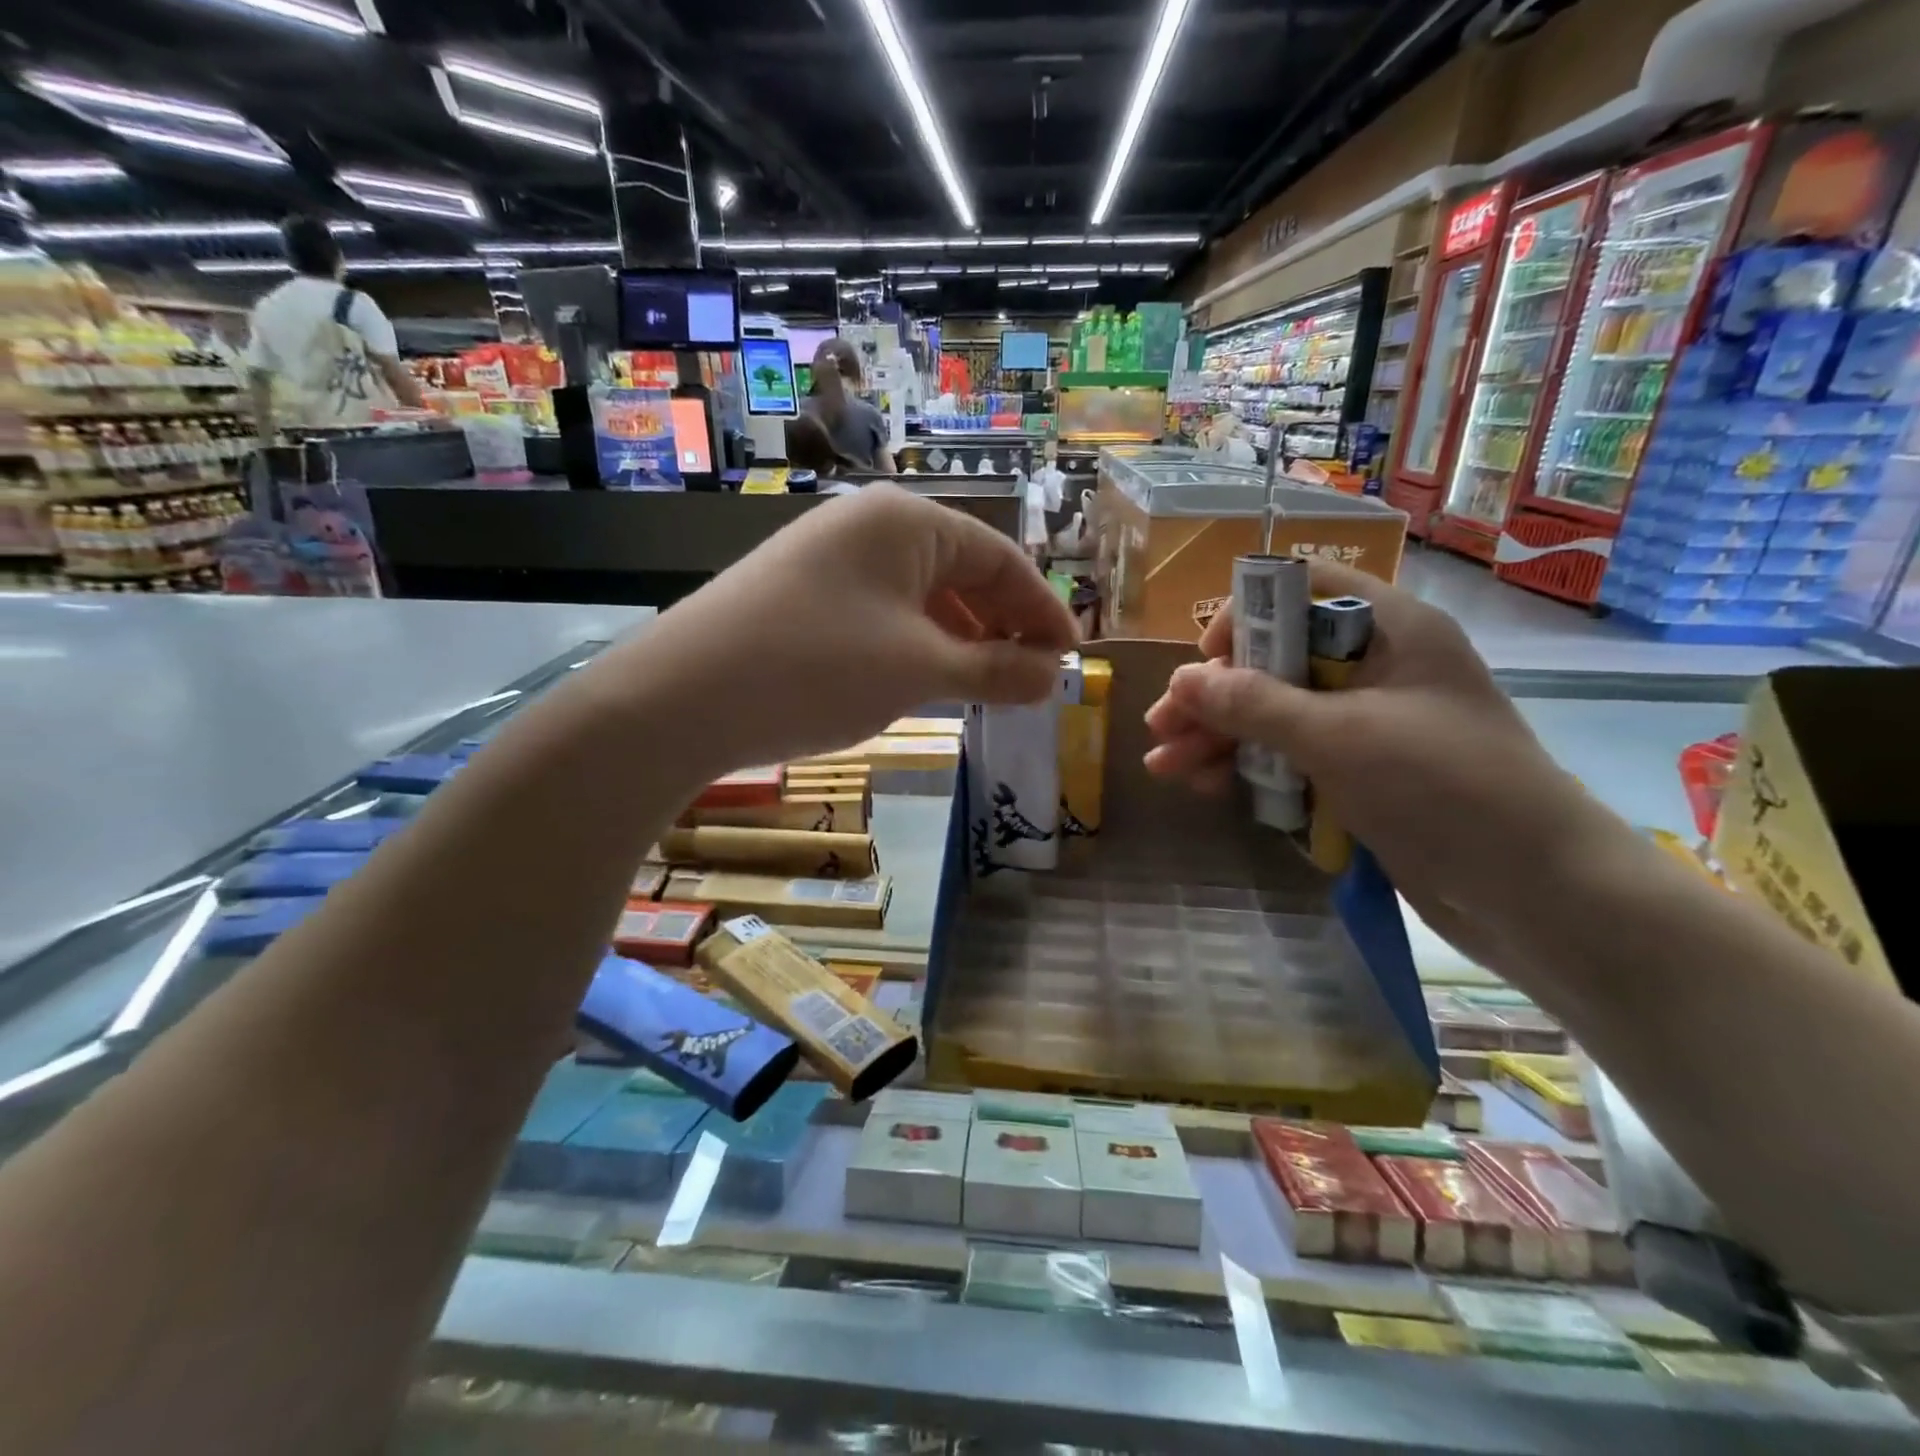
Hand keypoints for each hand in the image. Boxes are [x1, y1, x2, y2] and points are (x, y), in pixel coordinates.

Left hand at [614, 484, 1076, 771]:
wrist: (681, 698)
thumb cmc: (818, 669)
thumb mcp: (919, 671)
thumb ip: (994, 670)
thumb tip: (1052, 677)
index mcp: (907, 521)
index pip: (1000, 558)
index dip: (1042, 610)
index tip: (1070, 658)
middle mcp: (869, 525)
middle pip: (961, 571)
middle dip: (1003, 625)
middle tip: (1033, 677)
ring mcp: (830, 558)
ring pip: (920, 596)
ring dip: (961, 639)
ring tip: (988, 686)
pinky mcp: (803, 594)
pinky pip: (882, 612)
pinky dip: (916, 645)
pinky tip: (926, 679)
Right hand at [1142, 560, 1603, 955]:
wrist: (1534, 892)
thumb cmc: (1441, 788)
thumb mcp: (1337, 737)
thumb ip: (1253, 703)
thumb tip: (1182, 680)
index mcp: (1389, 630)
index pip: (1301, 590)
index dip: (1246, 616)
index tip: (1207, 661)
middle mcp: (1376, 666)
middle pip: (1276, 658)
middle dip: (1214, 693)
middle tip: (1160, 726)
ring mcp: (1368, 722)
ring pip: (1276, 712)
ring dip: (1219, 736)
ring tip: (1164, 766)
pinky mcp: (1362, 772)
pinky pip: (1292, 755)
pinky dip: (1250, 767)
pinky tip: (1206, 786)